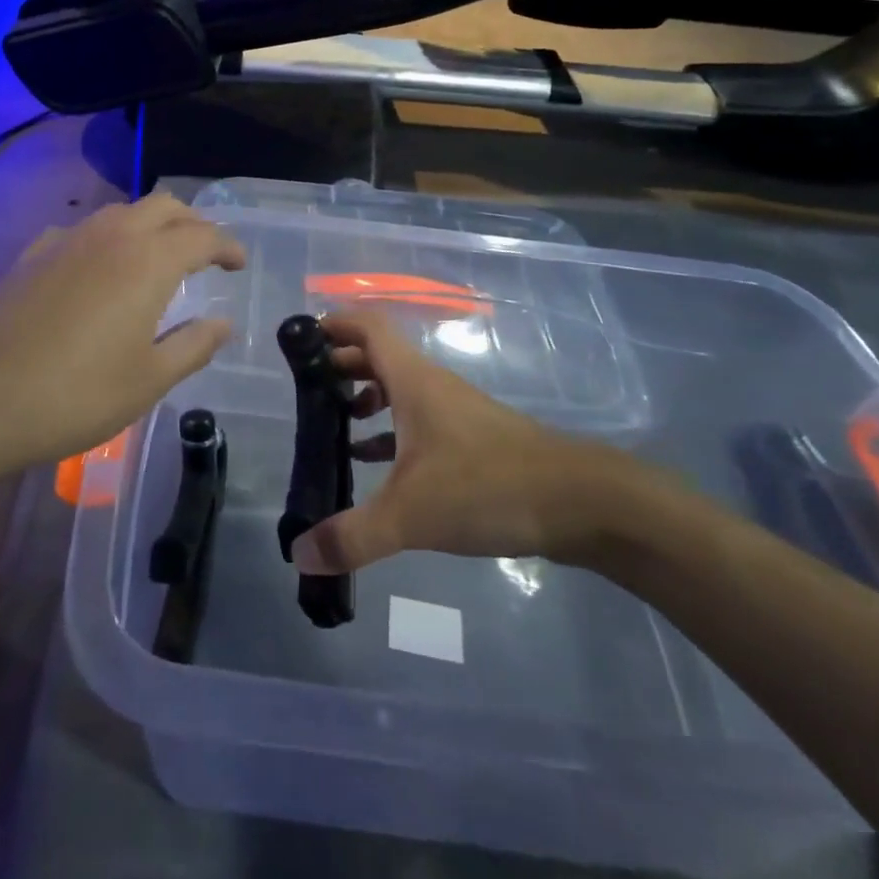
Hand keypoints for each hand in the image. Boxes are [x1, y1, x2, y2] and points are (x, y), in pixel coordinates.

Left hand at [0, 195, 245, 479]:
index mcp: (147, 262)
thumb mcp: (148, 380)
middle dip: (192, 222)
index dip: (227, 246)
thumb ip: (193, 346)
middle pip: (163, 206)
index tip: (238, 264)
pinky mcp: (31, 256)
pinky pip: (80, 230)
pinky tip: (97, 269)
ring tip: (156, 258)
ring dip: (149, 225)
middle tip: (204, 253)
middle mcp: (110, 237)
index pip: (202, 235)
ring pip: (120, 211)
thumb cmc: (76, 395)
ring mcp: (65, 241)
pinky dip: (105, 239)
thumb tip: (222, 323)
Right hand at [289, 312, 654, 575]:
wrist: (580, 502)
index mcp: (413, 380)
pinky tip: (372, 463)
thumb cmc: (488, 486)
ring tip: (331, 424)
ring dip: (364, 397)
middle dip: (340, 364)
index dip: (334, 323)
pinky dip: (389, 432)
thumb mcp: (412, 514)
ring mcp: (454, 412)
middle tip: (306, 389)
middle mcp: (431, 386)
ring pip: (399, 389)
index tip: (301, 340)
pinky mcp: (471, 441)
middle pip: (378, 356)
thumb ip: (353, 535)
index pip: (368, 326)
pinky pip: (417, 422)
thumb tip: (298, 554)